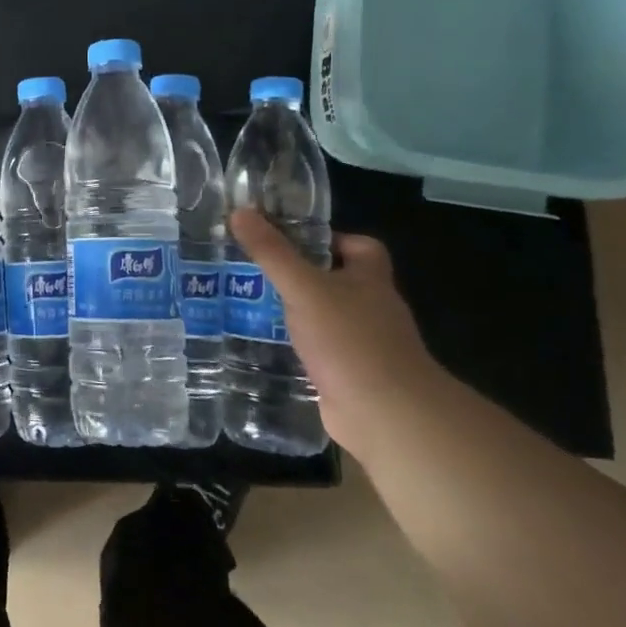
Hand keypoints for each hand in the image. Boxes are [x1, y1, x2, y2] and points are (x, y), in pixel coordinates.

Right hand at [228, 209, 446, 456]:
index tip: (290, 239)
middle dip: (300, 274)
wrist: (385, 416)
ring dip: (294, 312)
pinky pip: (318, 351)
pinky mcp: (348, 376)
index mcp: (370, 279)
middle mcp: (372, 308)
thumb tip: (240, 211)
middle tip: (254, 268)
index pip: (360, 246)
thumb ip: (272, 252)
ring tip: (247, 302)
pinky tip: (263, 343)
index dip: (329, 238)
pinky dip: (295, 346)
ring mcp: (363, 345)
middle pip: (337, 281)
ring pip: (324, 317)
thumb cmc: (351, 340)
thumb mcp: (304, 288)